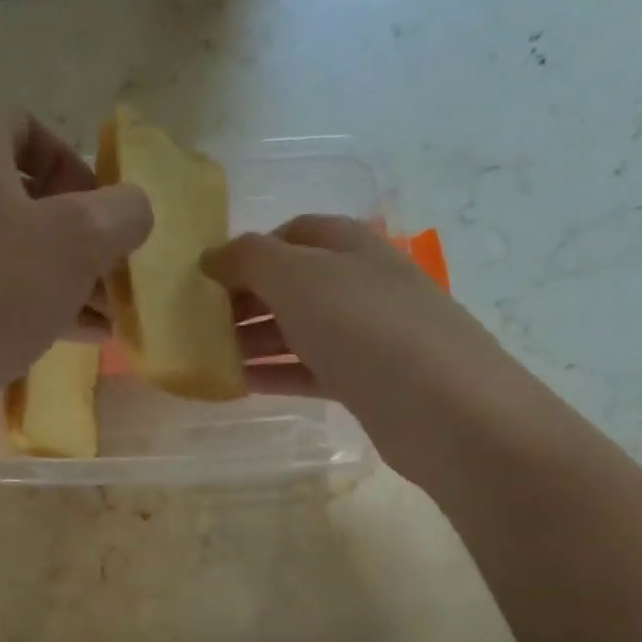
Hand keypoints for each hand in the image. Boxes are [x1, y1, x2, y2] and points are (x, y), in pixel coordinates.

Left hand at [0, 111, 151, 405]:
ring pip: (17, 252)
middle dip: (82, 235)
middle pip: (28, 198)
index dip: (73, 161)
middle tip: (116, 272)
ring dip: (69, 277)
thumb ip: (121, 213)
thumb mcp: (78, 240)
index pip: (26, 126)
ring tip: (111, 314)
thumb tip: (133, 210)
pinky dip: (41, 307)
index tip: (102, 210)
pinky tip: (83, 337)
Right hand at [203, 216, 523, 483]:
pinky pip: (310, 370)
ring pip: (299, 329)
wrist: (442, 408)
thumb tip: (212, 256)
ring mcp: (367, 336)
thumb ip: (249, 259)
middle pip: (293, 283)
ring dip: (255, 338)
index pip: (294, 233)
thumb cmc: (365, 327)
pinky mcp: (366, 383)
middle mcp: (361, 285)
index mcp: (351, 246)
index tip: (208, 276)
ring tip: (209, 355)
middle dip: (246, 297)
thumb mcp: (298, 277)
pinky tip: (240, 384)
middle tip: (199, 322)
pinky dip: (276, 373)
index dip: (250, 249)